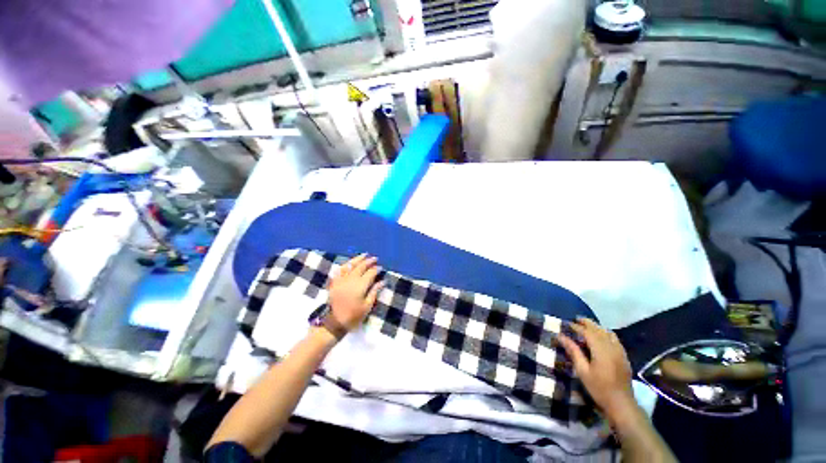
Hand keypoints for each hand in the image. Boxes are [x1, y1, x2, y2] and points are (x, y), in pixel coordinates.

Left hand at [328, 254, 383, 330]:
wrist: (333, 322)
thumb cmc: (353, 316)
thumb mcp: (367, 306)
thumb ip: (374, 292)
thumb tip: (382, 281)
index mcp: (360, 286)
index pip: (370, 273)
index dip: (376, 269)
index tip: (381, 268)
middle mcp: (350, 279)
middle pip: (361, 267)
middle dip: (368, 261)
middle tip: (375, 258)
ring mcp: (341, 280)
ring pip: (350, 265)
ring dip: (358, 259)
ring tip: (364, 255)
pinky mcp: (334, 282)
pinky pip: (340, 269)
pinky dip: (345, 264)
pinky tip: (349, 262)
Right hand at [557, 318, 636, 422]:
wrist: (621, 404)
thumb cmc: (599, 388)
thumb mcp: (582, 371)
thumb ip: (573, 351)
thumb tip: (561, 336)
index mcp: (601, 350)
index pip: (588, 332)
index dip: (577, 327)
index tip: (567, 324)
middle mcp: (612, 348)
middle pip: (599, 330)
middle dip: (588, 323)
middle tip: (577, 319)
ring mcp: (620, 352)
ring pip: (609, 333)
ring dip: (598, 327)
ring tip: (588, 326)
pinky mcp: (624, 357)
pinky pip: (615, 339)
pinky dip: (606, 334)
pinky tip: (602, 337)